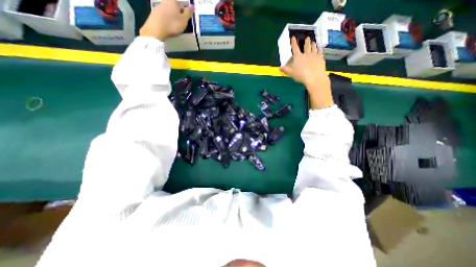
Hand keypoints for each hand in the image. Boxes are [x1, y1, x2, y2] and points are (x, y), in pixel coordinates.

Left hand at [140, 0, 192, 39]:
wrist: (156, 29)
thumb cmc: (173, 25)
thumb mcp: (184, 20)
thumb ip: (188, 12)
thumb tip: (192, 6)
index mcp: (174, 1)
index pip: (183, 4)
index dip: (186, 12)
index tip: (187, 20)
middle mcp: (166, 0)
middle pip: (175, 7)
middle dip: (178, 13)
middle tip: (181, 23)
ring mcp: (159, 5)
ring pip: (169, 10)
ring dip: (172, 16)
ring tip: (174, 25)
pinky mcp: (154, 12)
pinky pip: (163, 14)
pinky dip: (167, 19)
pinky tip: (168, 25)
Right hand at [279, 36, 331, 108]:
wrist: (314, 77)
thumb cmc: (301, 75)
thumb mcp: (291, 73)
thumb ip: (286, 70)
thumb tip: (280, 68)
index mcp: (298, 57)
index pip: (295, 48)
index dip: (294, 43)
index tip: (293, 37)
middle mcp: (306, 54)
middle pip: (306, 46)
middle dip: (306, 41)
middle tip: (307, 38)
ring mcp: (314, 55)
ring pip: (314, 47)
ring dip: (313, 44)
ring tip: (313, 41)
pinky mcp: (320, 58)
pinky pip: (320, 51)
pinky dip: (319, 48)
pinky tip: (320, 48)